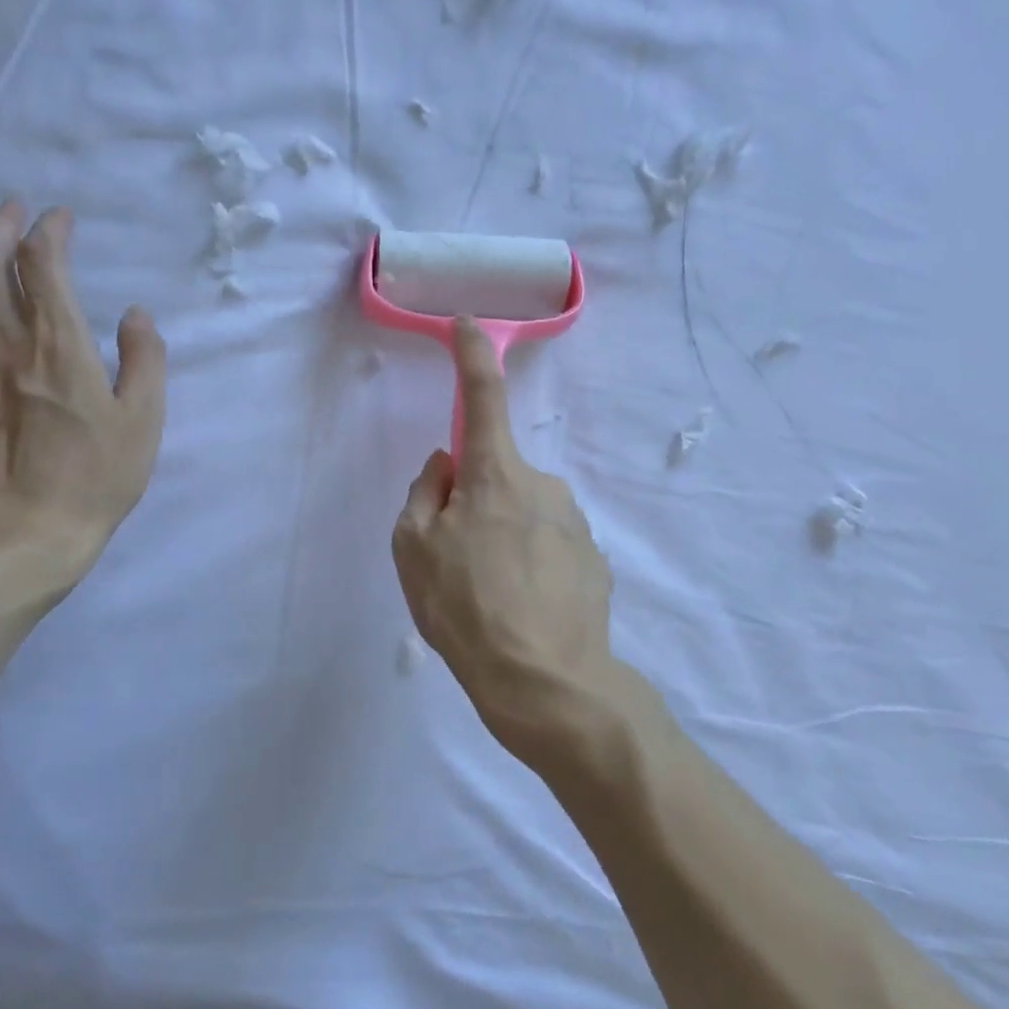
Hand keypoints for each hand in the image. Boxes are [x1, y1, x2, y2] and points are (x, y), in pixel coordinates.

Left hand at [0, 202, 165, 602]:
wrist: (31, 530)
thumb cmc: (97, 476)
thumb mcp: (143, 420)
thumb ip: (145, 359)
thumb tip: (135, 315)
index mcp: (58, 346)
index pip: (42, 265)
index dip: (49, 232)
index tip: (61, 219)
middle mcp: (6, 342)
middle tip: (14, 211)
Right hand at [391, 318, 618, 770]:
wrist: (548, 684)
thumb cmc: (466, 609)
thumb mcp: (413, 551)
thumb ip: (424, 494)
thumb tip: (446, 465)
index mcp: (495, 475)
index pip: (482, 397)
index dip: (472, 355)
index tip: (468, 324)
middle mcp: (543, 485)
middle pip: (496, 475)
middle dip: (473, 502)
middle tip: (457, 563)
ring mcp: (575, 523)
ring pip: (523, 514)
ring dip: (502, 538)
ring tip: (491, 597)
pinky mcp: (596, 560)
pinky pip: (548, 546)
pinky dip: (530, 565)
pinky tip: (523, 608)